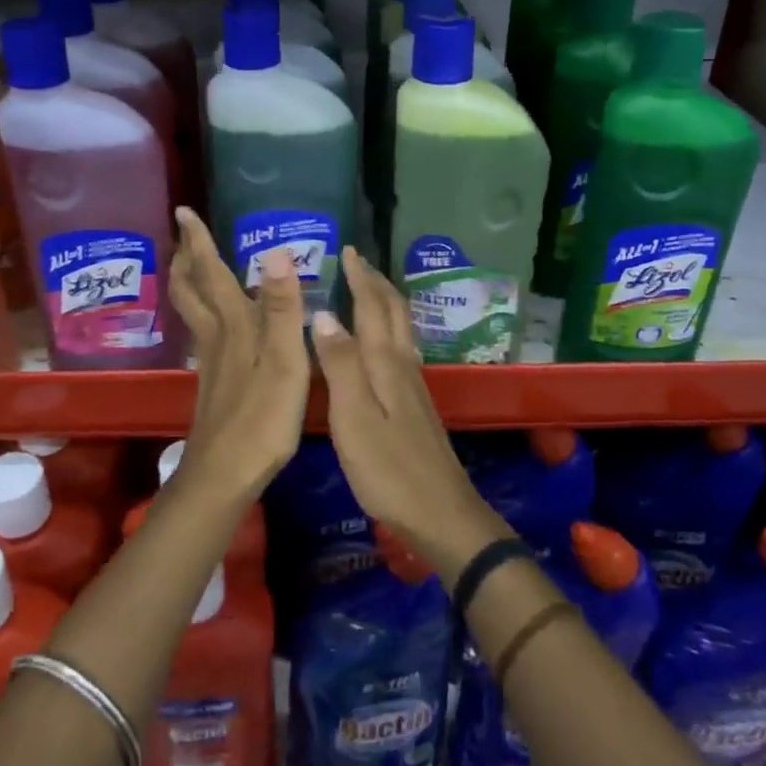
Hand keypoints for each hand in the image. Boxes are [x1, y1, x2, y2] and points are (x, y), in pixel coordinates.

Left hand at [167, 207, 309, 499]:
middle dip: (186, 258)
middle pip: (191, 290)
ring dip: (190, 282)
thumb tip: (276, 252)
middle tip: (182, 234)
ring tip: (192, 265)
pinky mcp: (214, 382)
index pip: (211, 273)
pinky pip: (204, 332)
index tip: (183, 211)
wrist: (225, 474)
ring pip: (193, 311)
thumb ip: (282, 308)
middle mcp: (217, 336)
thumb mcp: (284, 362)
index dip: (198, 241)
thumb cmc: (261, 419)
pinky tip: (217, 322)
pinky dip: (204, 311)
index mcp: (234, 326)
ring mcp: (212, 361)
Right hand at [311, 247, 508, 577]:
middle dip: (376, 283)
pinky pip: (401, 349)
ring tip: (367, 290)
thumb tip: (324, 314)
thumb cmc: (389, 469)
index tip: (348, 251)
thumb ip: (339, 365)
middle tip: (357, 263)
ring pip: (401, 329)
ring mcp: (414, 386)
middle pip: (394, 312)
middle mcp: (404, 365)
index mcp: (386, 363)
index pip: (373, 307)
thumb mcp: (354, 417)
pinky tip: (382, 342)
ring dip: (385, 303)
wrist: (441, 514)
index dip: (361, 278)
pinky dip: (388, 329)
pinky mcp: (416, 405)